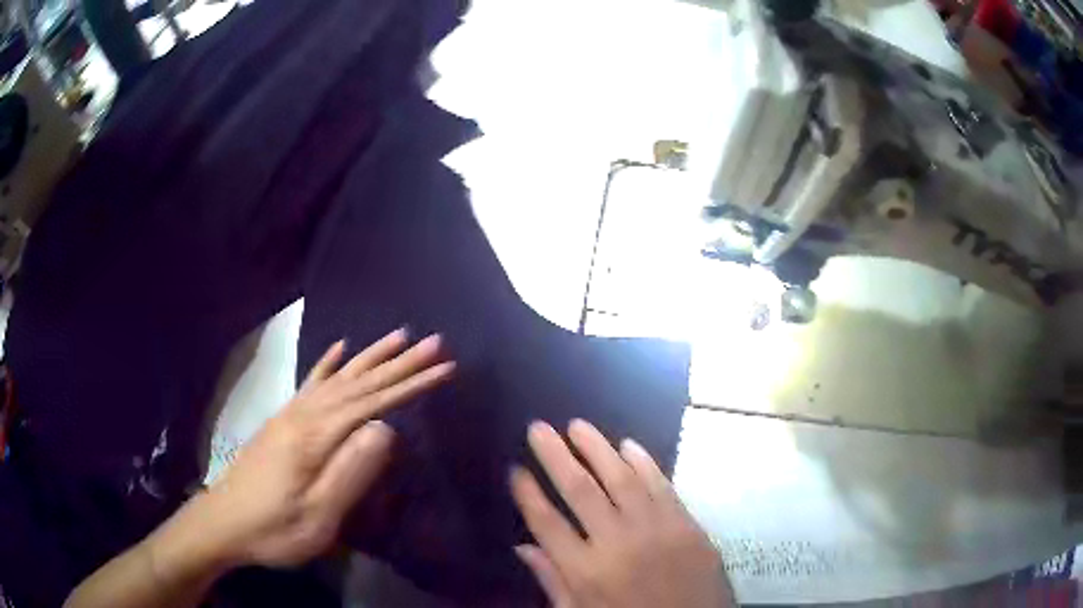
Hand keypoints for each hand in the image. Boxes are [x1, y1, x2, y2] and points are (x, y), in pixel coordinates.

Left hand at [161, 329, 454, 569]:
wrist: (222, 523)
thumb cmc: (273, 528)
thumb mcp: (317, 515)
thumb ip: (351, 472)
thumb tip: (386, 429)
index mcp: (315, 437)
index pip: (372, 403)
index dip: (410, 385)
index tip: (444, 368)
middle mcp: (304, 415)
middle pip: (358, 382)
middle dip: (399, 363)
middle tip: (434, 342)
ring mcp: (291, 415)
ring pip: (338, 377)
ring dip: (370, 356)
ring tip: (398, 336)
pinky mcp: (283, 422)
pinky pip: (311, 384)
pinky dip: (328, 364)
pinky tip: (339, 349)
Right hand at [511, 420, 734, 607]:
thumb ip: (553, 582)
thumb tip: (522, 548)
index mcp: (587, 572)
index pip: (547, 523)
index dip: (528, 494)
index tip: (515, 469)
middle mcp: (618, 544)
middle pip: (580, 490)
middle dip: (554, 456)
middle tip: (538, 428)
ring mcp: (656, 530)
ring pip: (621, 478)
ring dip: (597, 448)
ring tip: (577, 425)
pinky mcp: (687, 524)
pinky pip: (661, 484)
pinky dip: (643, 462)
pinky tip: (627, 445)